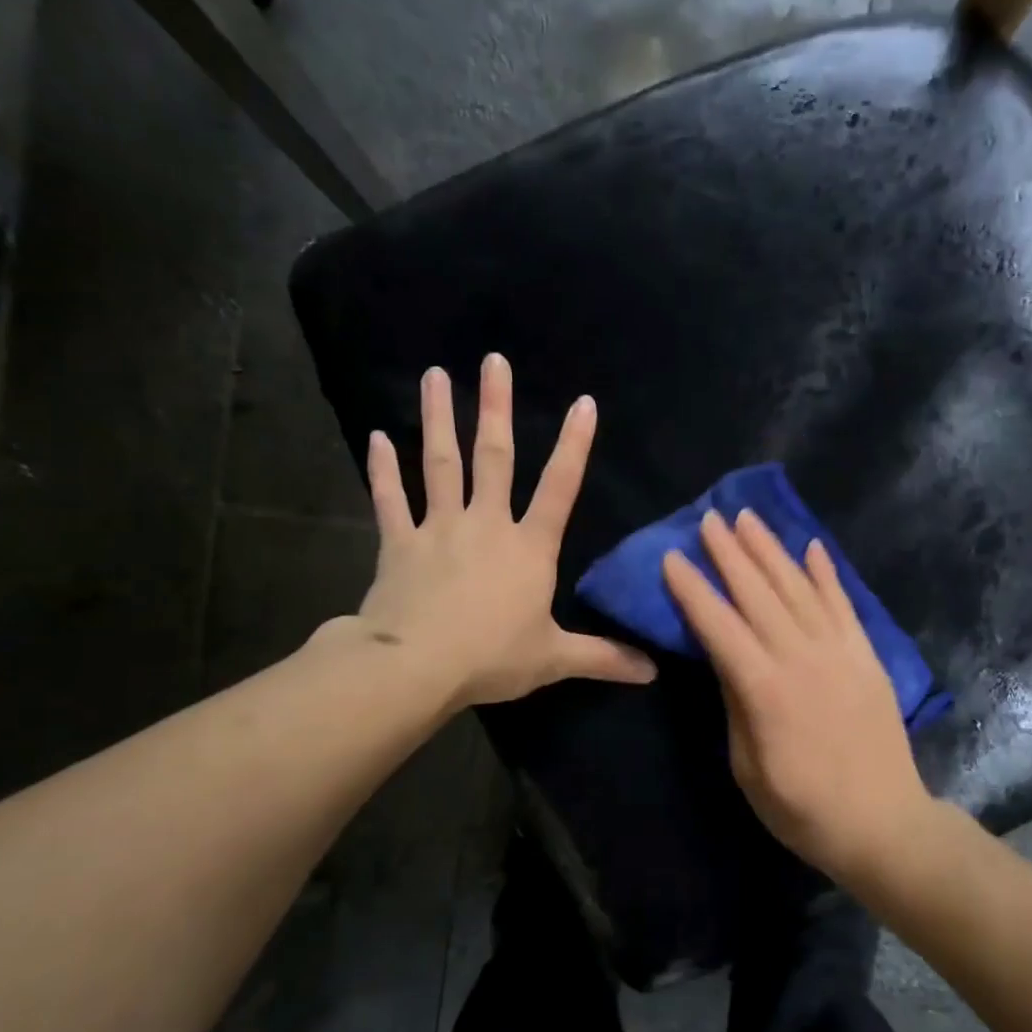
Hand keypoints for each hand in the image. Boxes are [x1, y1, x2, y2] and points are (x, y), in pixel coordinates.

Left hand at [344, 354, 655, 706]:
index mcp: (528, 547)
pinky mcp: (399, 544)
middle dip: (497, 407)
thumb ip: (604, 657)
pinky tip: (377, 438)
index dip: (575, 445)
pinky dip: (383, 471)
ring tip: (435, 375)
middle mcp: (486, 524)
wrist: (417, 666)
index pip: (559, 487)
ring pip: (440, 464)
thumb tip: (654, 671)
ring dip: (438, 419)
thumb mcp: (555, 659)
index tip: (584, 402)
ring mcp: (438, 528)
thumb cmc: (492, 657)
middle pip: (493, 457)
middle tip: (493, 360)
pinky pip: (390, 500)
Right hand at [662, 509, 933, 886]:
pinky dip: (826, 573)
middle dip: (730, 553)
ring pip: (799, 588)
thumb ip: (735, 704)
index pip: (718, 626)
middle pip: (758, 594)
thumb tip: (725, 658)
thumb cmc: (803, 808)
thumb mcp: (747, 767)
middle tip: (710, 517)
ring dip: (771, 550)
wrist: (884, 825)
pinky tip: (812, 547)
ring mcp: (839, 652)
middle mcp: (801, 657)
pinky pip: (844, 604)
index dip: (693, 589)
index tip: (673, 556)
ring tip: (749, 518)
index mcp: (764, 689)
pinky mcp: (867, 656)